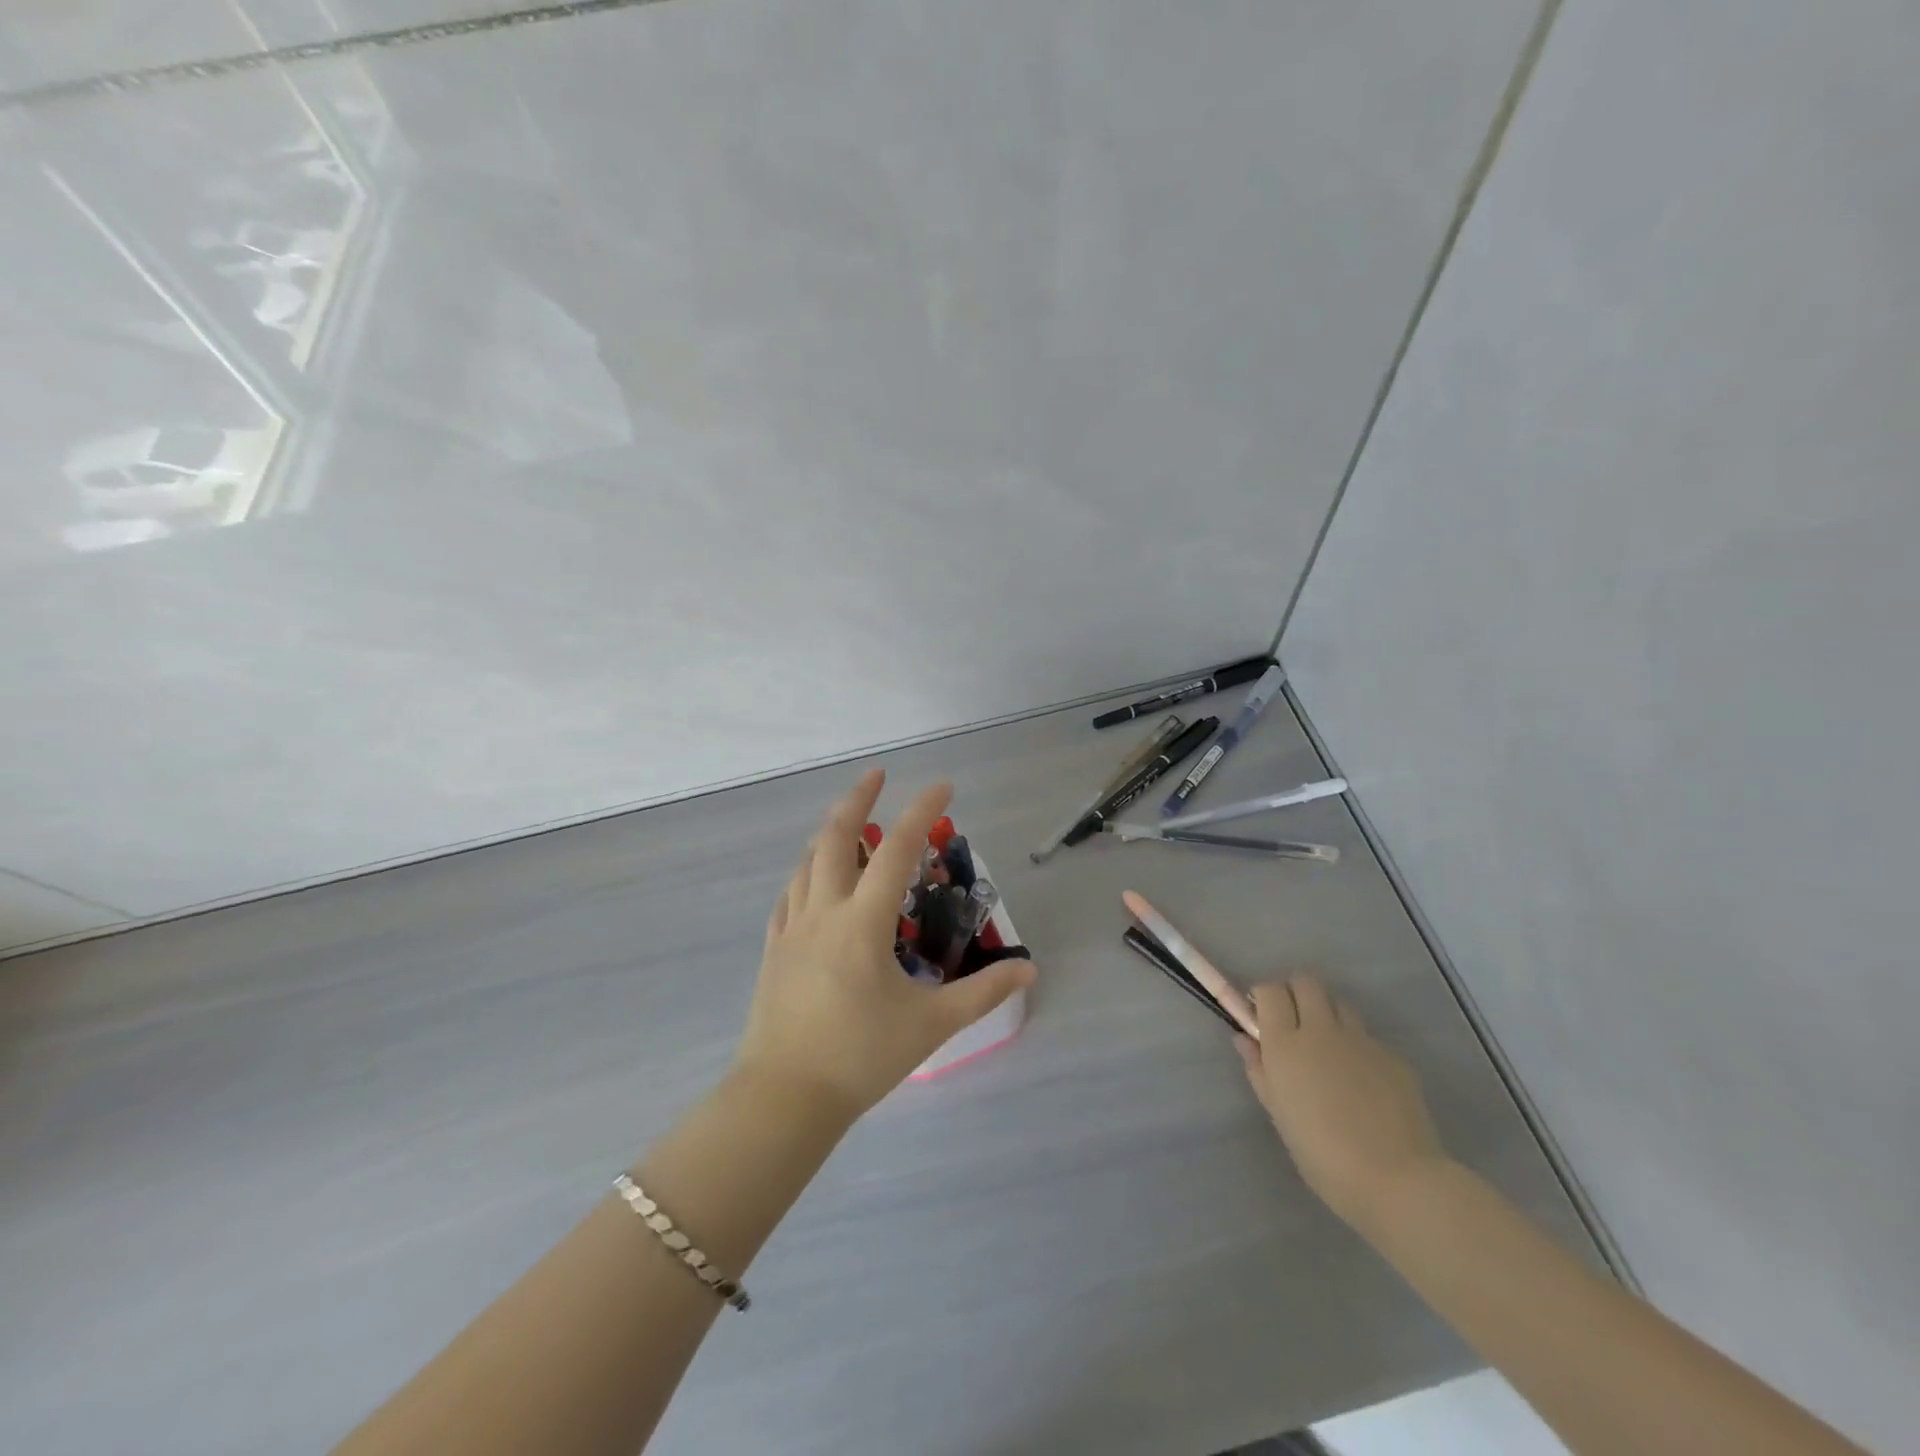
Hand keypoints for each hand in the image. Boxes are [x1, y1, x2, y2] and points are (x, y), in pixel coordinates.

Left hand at [734, 769, 1036, 1123]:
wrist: (783, 1098)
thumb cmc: (860, 1057)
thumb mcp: (931, 1025)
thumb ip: (982, 993)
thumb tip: (1029, 971)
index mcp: (862, 923)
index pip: (896, 850)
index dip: (921, 811)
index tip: (943, 785)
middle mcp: (824, 912)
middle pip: (835, 837)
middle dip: (857, 799)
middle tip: (876, 775)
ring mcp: (792, 928)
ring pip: (807, 862)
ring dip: (829, 832)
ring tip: (849, 821)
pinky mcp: (773, 949)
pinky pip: (789, 894)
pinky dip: (806, 872)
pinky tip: (814, 879)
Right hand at [1235, 974, 1448, 1233]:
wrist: (1398, 1181)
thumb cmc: (1323, 1156)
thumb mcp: (1278, 1115)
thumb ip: (1259, 1070)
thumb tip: (1245, 1039)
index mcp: (1286, 1045)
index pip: (1270, 991)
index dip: (1264, 998)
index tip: (1263, 1018)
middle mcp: (1321, 1031)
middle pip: (1306, 982)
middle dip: (1295, 994)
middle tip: (1293, 1023)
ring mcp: (1361, 1041)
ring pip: (1339, 1003)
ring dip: (1327, 1014)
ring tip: (1328, 1047)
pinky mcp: (1392, 1056)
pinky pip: (1367, 1036)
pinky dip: (1356, 1046)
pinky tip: (1361, 1081)